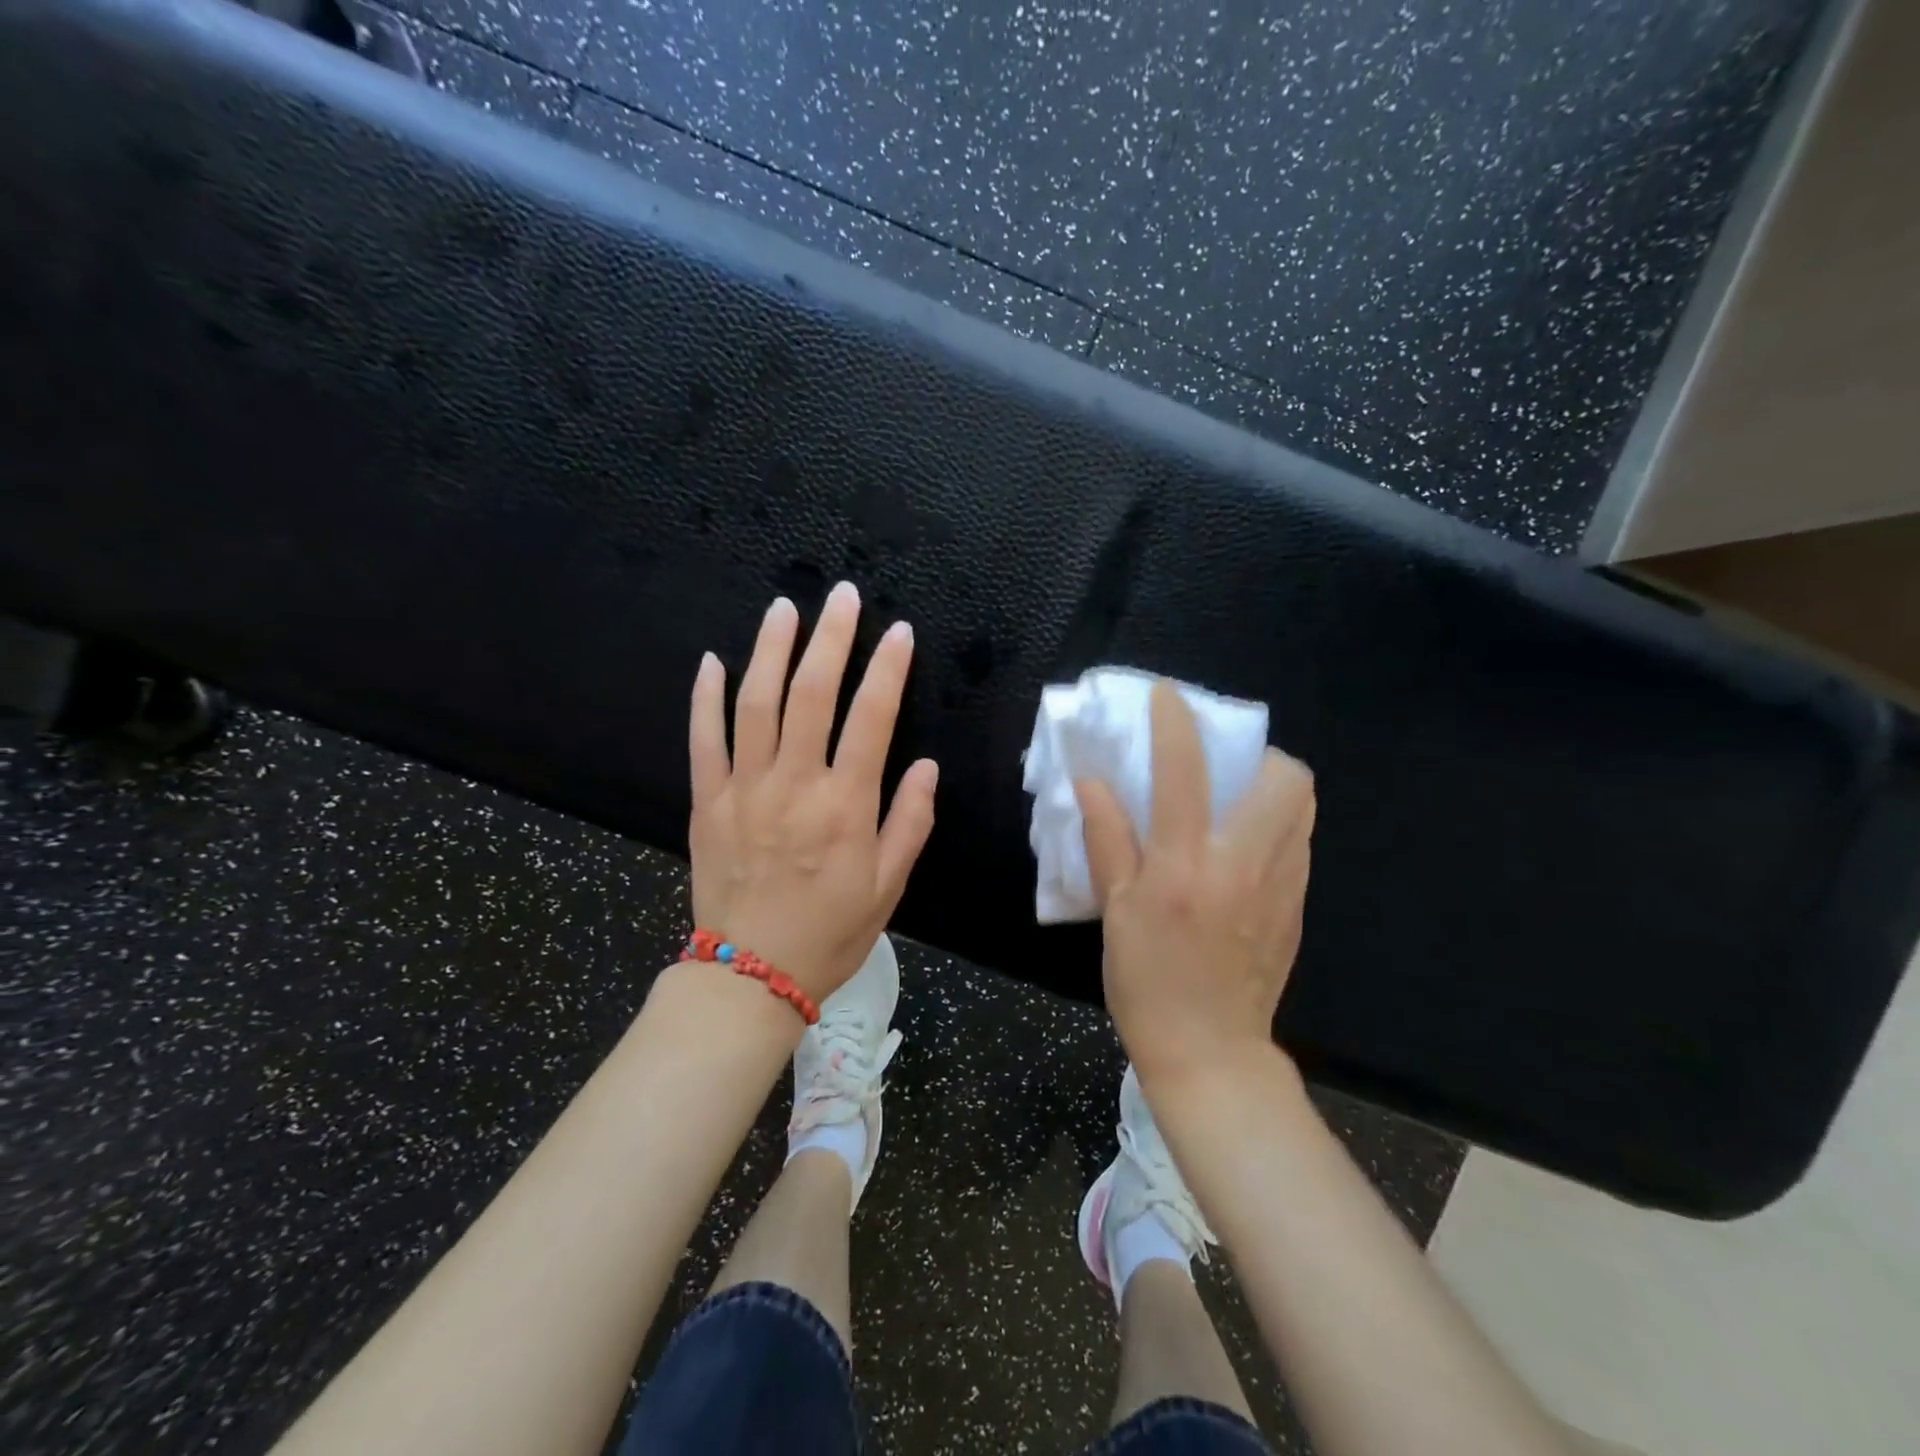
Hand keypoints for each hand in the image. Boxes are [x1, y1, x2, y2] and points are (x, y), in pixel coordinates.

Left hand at [687, 583, 938, 1004]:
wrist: (749, 975)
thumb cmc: (830, 932)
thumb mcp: (888, 886)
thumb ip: (910, 822)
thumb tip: (926, 766)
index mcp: (845, 805)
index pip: (872, 717)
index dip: (887, 668)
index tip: (898, 632)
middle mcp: (794, 784)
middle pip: (811, 694)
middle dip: (830, 638)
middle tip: (842, 596)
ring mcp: (744, 789)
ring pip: (755, 703)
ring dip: (770, 649)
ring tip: (784, 609)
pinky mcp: (706, 802)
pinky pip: (703, 740)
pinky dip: (706, 697)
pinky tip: (713, 661)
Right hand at [1075, 681, 1314, 1087]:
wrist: (1210, 1051)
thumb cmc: (1147, 981)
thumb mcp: (1114, 911)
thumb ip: (1107, 838)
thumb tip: (1092, 781)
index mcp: (1183, 866)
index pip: (1184, 772)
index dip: (1175, 722)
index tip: (1167, 696)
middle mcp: (1242, 864)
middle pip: (1284, 778)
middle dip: (1258, 752)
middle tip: (1225, 763)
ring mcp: (1280, 884)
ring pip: (1303, 807)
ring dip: (1274, 784)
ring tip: (1237, 796)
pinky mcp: (1298, 905)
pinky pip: (1300, 841)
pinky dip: (1278, 822)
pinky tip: (1245, 844)